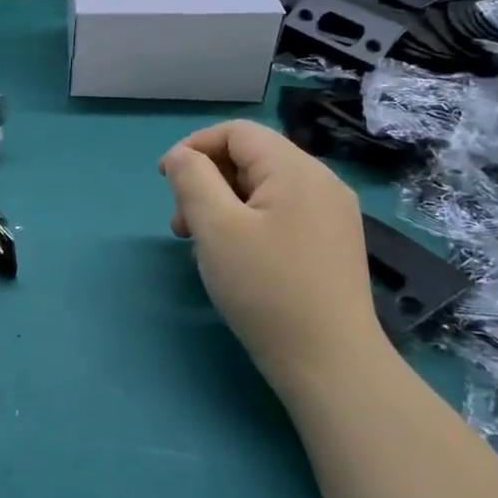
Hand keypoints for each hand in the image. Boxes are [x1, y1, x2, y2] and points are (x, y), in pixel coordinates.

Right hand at [160, 121, 381, 372]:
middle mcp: (321, 182)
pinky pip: (280, 213)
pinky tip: (235, 258)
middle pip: (250, 157)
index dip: (194, 147)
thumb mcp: (216, 227)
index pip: (236, 132)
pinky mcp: (332, 244)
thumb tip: (181, 156)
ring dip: (223, 204)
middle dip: (207, 180)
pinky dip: (248, 222)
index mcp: (296, 169)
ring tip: (201, 244)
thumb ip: (191, 178)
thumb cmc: (266, 290)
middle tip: (182, 224)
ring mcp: (332, 215)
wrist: (331, 366)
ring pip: (263, 188)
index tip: (165, 181)